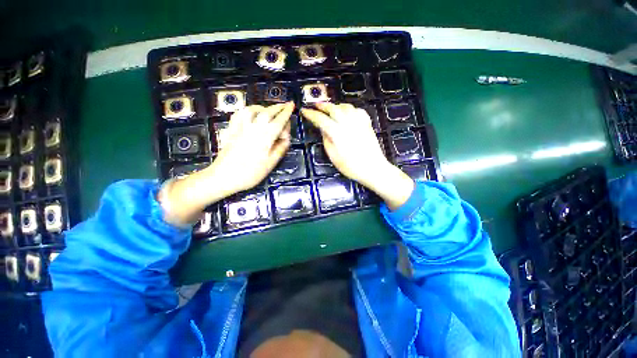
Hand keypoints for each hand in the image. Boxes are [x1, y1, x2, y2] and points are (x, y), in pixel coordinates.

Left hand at [211, 102, 293, 192]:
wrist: (224, 176)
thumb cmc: (250, 173)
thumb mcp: (270, 164)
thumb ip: (280, 149)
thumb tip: (286, 139)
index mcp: (265, 137)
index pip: (279, 121)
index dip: (287, 112)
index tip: (292, 105)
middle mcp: (254, 129)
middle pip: (267, 112)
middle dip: (278, 107)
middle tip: (285, 104)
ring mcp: (241, 128)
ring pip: (252, 110)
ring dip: (263, 107)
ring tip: (268, 109)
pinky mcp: (231, 130)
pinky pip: (239, 114)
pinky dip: (247, 110)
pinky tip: (250, 113)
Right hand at [301, 103, 413, 209]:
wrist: (373, 168)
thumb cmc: (351, 166)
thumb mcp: (333, 156)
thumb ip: (326, 140)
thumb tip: (323, 129)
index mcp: (337, 133)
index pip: (321, 119)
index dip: (311, 114)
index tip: (304, 111)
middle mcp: (347, 123)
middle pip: (333, 108)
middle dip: (322, 105)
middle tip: (315, 105)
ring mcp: (359, 122)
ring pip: (345, 107)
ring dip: (336, 106)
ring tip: (330, 109)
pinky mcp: (367, 123)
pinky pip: (357, 110)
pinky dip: (350, 109)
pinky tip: (347, 114)